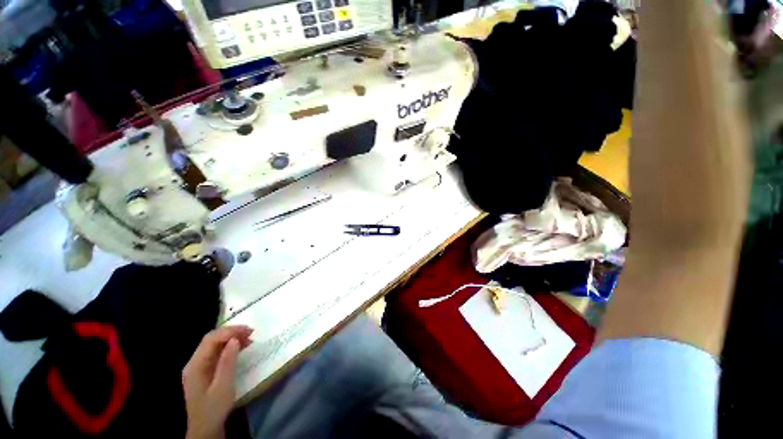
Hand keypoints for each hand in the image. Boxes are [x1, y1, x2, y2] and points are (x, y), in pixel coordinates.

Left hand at [183, 326, 252, 438]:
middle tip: (251, 332)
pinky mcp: (205, 370)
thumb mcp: (223, 387)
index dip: (230, 331)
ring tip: (249, 338)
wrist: (206, 429)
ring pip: (214, 344)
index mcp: (195, 366)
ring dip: (231, 338)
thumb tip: (235, 339)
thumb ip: (228, 362)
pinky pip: (217, 352)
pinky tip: (241, 347)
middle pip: (211, 339)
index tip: (249, 331)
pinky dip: (230, 346)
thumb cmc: (215, 409)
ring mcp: (198, 366)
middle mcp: (194, 363)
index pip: (210, 339)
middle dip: (231, 332)